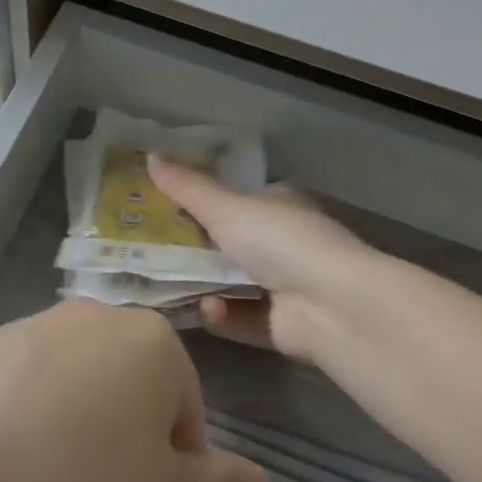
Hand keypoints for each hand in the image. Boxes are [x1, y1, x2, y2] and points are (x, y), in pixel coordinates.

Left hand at [0, 300, 266, 481]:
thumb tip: (258, 477)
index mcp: (151, 340)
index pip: (185, 402)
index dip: (175, 457)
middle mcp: (95, 314)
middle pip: (129, 378)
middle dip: (125, 426)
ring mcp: (33, 323)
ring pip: (76, 374)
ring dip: (75, 412)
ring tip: (49, 472)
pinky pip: (24, 376)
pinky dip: (27, 406)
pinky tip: (7, 454)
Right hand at [148, 154, 376, 364]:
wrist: (330, 305)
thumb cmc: (279, 240)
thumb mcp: (226, 207)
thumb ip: (187, 187)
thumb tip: (150, 155)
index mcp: (278, 205)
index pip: (237, 198)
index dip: (202, 200)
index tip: (163, 206)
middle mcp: (283, 242)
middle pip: (229, 242)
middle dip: (193, 247)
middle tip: (151, 248)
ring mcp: (284, 286)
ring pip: (231, 283)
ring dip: (203, 284)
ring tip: (167, 282)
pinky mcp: (280, 326)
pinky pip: (240, 318)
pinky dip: (223, 315)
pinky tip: (210, 310)